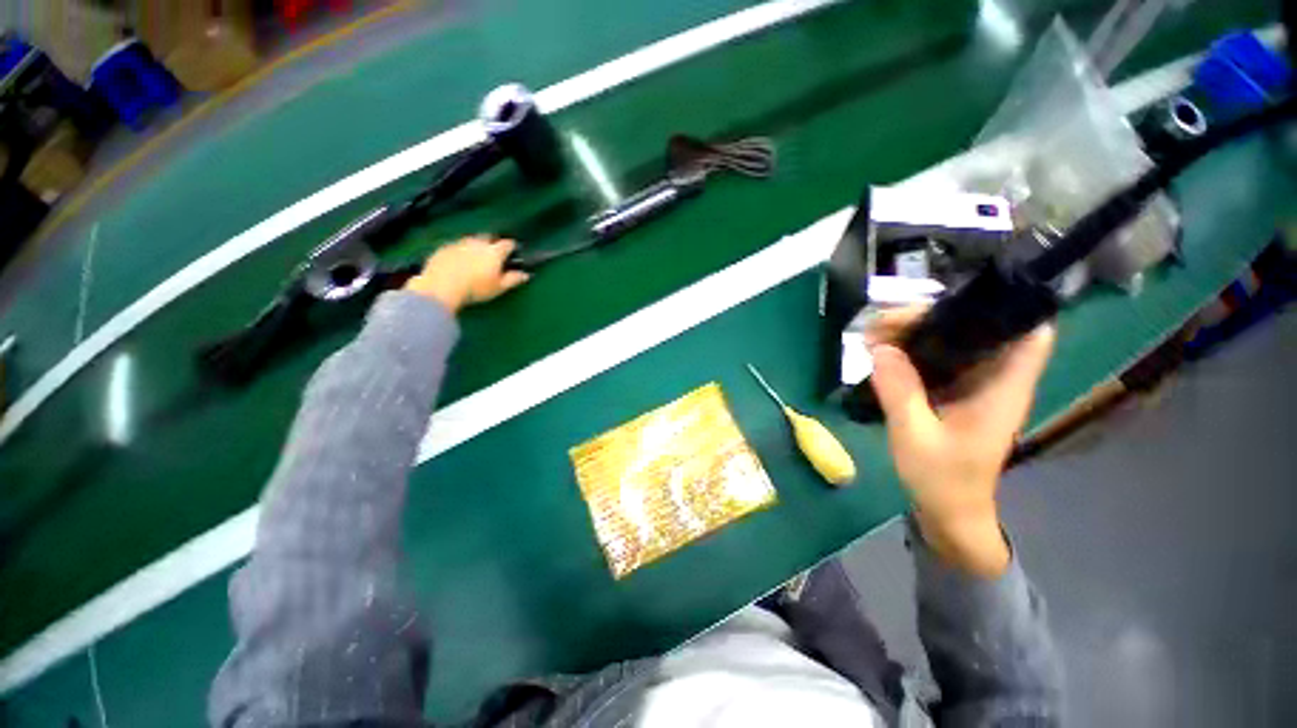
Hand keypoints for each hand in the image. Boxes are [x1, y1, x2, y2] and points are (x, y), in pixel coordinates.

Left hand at [405, 236, 529, 312]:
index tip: (513, 252)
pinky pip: (456, 245)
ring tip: (475, 259)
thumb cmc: (476, 289)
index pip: (508, 243)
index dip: (512, 247)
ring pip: (471, 240)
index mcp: (494, 252)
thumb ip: (513, 279)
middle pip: (489, 237)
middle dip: (493, 243)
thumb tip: (526, 274)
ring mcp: (459, 243)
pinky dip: (460, 251)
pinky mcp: (444, 247)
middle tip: (493, 256)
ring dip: (476, 246)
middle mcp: (478, 242)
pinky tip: (458, 262)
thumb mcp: (499, 287)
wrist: (441, 286)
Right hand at [866, 308, 1054, 575]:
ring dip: (915, 332)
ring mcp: (973, 385)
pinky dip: (911, 350)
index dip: (1005, 308)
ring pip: (953, 341)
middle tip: (884, 322)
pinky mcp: (953, 392)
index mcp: (1002, 389)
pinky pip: (936, 359)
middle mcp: (994, 380)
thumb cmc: (942, 479)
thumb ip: (900, 391)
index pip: (1029, 334)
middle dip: (933, 317)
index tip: (955, 300)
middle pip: (977, 329)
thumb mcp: (915, 436)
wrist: (949, 510)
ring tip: (874, 333)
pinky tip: (883, 351)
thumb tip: (880, 348)